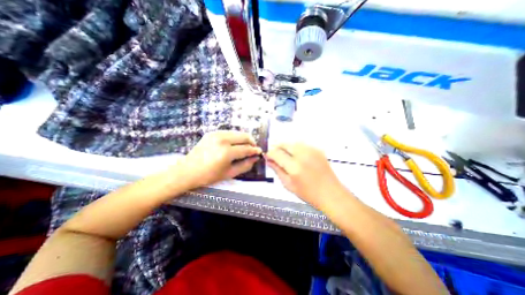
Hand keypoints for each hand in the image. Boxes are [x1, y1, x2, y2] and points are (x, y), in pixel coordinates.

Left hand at [181, 130, 261, 187]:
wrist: (188, 170)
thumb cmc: (209, 175)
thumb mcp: (229, 173)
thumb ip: (245, 165)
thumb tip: (256, 158)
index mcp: (226, 152)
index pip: (246, 149)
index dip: (255, 150)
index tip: (260, 152)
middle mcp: (222, 139)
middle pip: (244, 136)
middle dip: (251, 142)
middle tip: (253, 149)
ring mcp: (216, 134)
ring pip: (237, 133)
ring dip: (244, 139)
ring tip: (244, 148)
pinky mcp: (212, 133)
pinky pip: (229, 132)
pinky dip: (235, 138)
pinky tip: (234, 145)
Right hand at [267, 141, 344, 206]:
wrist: (331, 193)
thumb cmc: (308, 193)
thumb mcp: (289, 184)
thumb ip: (277, 171)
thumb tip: (269, 161)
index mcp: (294, 167)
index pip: (277, 154)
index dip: (270, 154)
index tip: (267, 156)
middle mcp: (303, 155)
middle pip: (285, 144)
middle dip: (277, 147)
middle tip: (274, 154)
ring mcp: (311, 151)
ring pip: (293, 142)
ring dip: (286, 146)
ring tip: (283, 154)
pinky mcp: (317, 150)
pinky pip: (302, 144)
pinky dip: (295, 147)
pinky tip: (295, 154)